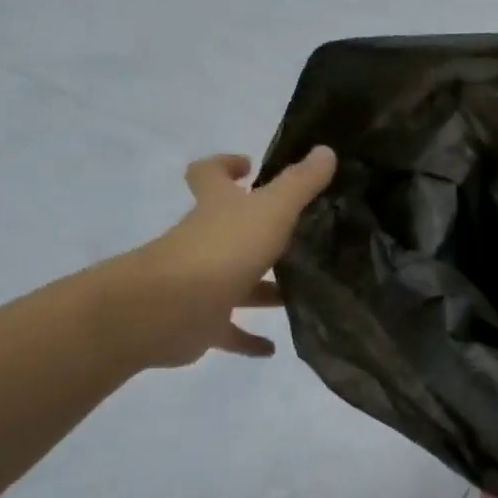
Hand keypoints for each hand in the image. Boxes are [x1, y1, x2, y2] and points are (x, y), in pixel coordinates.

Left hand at [108, 147, 337, 366]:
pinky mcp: (202, 323)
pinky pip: (229, 331)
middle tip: (298, 236)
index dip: (225, 166)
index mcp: (216, 209)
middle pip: (227, 230)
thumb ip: (300, 183)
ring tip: (301, 293)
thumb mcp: (271, 210)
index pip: (210, 175)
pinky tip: (274, 347)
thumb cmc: (223, 249)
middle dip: (258, 232)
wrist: (171, 308)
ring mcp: (200, 283)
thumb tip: (326, 150)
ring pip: (236, 282)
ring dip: (263, 289)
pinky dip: (249, 339)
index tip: (248, 165)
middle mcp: (204, 241)